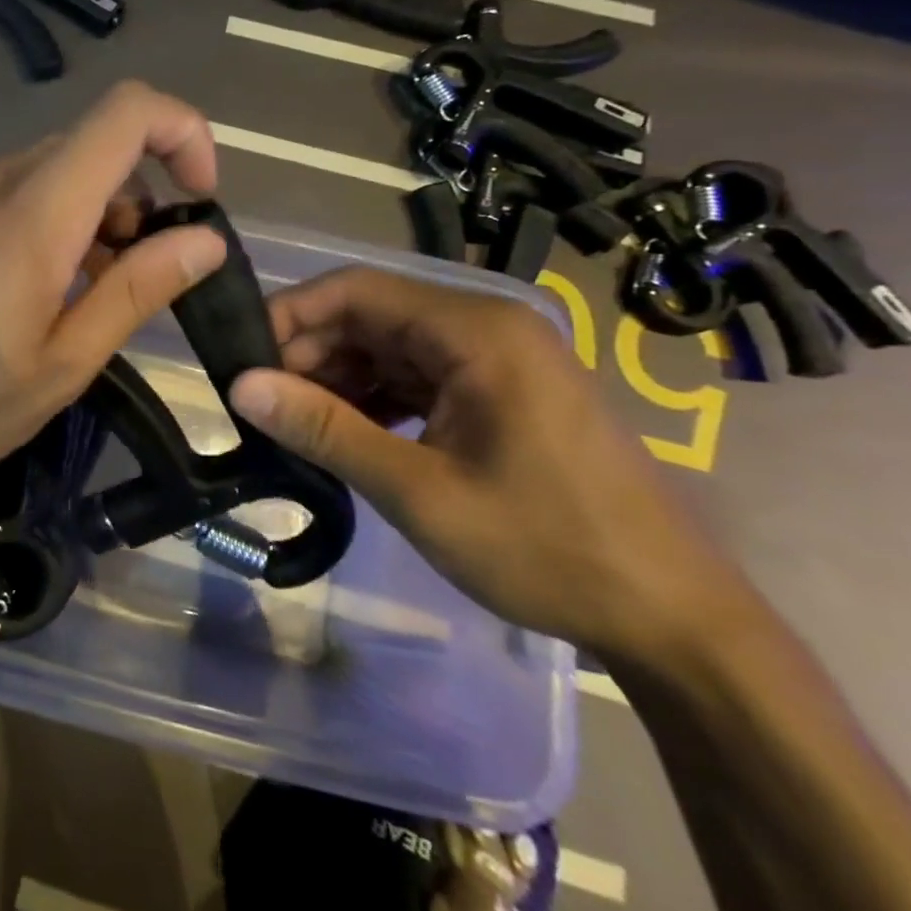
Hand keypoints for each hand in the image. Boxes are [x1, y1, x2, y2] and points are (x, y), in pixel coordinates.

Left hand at [0, 81, 226, 526]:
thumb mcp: (60, 365)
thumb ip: (135, 291)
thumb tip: (203, 240)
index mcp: (35, 213)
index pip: (127, 111)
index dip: (183, 132)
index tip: (199, 199)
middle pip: (91, 143)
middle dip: (139, 194)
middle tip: (140, 274)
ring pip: (49, 170)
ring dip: (92, 212)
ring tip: (86, 295)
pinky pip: (6, 194)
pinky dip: (47, 221)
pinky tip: (32, 291)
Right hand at [227, 267, 748, 663]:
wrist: (671, 619)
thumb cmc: (545, 548)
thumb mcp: (417, 490)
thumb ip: (324, 429)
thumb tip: (239, 388)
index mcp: (476, 331)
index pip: (355, 290)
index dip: (289, 316)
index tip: (241, 360)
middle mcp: (487, 328)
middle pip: (370, 316)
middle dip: (309, 354)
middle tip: (263, 405)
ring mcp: (498, 361)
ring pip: (388, 347)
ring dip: (336, 380)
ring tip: (295, 426)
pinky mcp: (500, 394)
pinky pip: (416, 377)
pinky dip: (373, 400)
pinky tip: (346, 436)